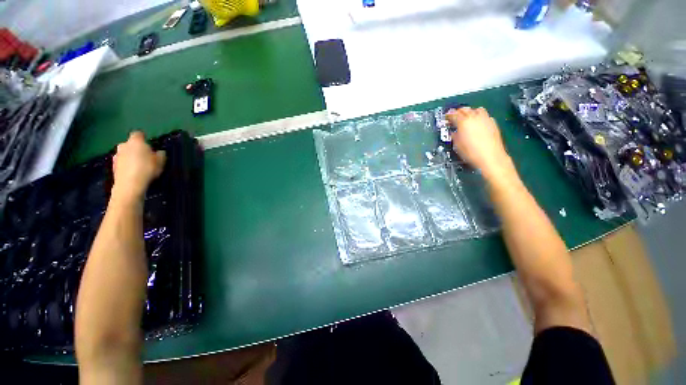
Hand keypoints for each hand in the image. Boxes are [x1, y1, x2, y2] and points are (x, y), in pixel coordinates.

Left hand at [111, 131, 165, 201]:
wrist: (129, 184)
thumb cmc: (147, 169)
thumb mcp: (161, 161)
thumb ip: (160, 154)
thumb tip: (159, 152)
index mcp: (135, 141)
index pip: (138, 134)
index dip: (144, 138)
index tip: (149, 144)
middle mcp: (123, 145)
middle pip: (130, 144)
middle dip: (136, 149)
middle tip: (146, 157)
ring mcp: (116, 156)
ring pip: (125, 153)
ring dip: (131, 157)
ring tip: (140, 166)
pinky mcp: (113, 166)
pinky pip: (122, 162)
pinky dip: (127, 165)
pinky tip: (134, 173)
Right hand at [447, 107, 512, 179]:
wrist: (490, 157)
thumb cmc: (471, 152)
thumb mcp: (457, 145)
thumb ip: (455, 136)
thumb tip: (454, 133)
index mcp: (463, 122)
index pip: (454, 115)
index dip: (449, 115)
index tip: (446, 117)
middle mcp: (475, 117)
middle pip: (465, 109)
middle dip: (459, 112)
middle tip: (455, 116)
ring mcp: (485, 119)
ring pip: (477, 109)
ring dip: (470, 112)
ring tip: (467, 117)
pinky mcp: (493, 123)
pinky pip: (485, 115)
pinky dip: (480, 117)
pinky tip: (478, 123)